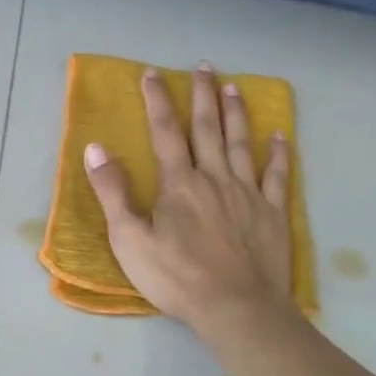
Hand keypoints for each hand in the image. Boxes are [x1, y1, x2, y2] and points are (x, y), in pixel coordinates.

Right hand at [83, 64, 298, 333]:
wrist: (237, 309)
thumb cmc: (177, 277)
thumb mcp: (130, 239)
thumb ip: (113, 192)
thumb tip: (95, 148)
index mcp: (179, 183)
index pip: (166, 132)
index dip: (158, 101)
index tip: (153, 73)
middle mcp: (215, 178)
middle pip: (208, 128)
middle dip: (203, 95)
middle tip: (204, 66)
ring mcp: (248, 194)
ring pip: (242, 144)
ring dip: (236, 114)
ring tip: (235, 87)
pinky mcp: (272, 214)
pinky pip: (277, 176)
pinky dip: (279, 154)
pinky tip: (280, 135)